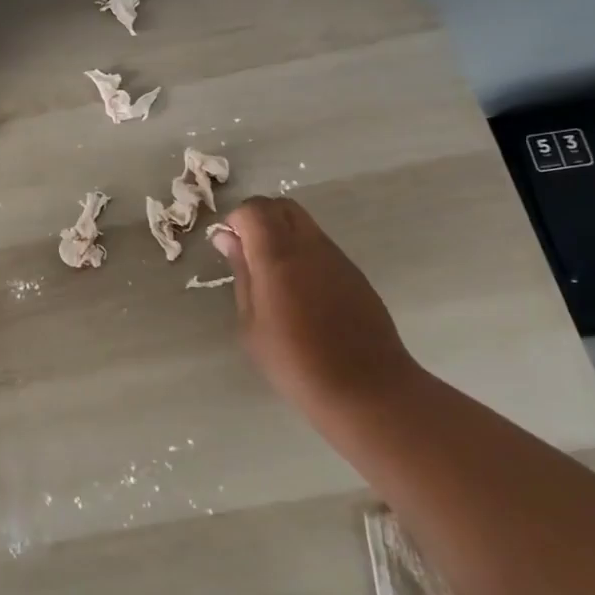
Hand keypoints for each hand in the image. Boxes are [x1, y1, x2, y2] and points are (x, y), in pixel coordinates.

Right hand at [210, 197, 420, 427]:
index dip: (237, 220)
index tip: (230, 247)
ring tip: (274, 278)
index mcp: (278, 255)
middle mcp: (310, 245)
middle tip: (248, 254)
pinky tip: (302, 294)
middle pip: (282, 206)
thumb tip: (228, 238)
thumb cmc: (295, 362)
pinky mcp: (354, 273)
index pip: (255, 209)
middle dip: (260, 219)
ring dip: (283, 235)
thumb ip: (241, 273)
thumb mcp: (251, 323)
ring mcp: (337, 257)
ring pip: (305, 223)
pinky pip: (322, 246)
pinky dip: (304, 252)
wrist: (365, 388)